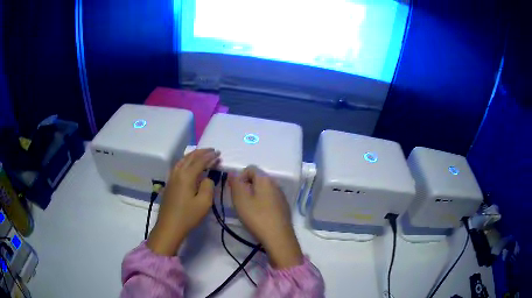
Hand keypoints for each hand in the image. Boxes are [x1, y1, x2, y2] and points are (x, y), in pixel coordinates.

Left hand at [147, 148, 219, 255]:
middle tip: (212, 150)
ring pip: (182, 160)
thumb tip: (207, 178)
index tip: (219, 153)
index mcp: (186, 176)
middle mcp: (177, 173)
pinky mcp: (169, 184)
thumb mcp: (204, 203)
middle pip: (189, 157)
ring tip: (201, 154)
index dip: (210, 156)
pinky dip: (186, 161)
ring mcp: (171, 178)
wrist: (169, 226)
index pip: (200, 161)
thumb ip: (208, 186)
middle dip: (201, 152)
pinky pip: (178, 166)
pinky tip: (188, 164)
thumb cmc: (188, 216)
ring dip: (193, 155)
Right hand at [228, 166, 302, 268]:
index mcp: (265, 179)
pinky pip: (270, 199)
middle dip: (246, 187)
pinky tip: (260, 216)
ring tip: (249, 210)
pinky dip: (263, 204)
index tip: (234, 191)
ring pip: (264, 190)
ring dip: (254, 196)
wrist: (278, 237)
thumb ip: (235, 184)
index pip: (250, 169)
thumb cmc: (257, 217)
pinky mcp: (284, 207)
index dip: (239, 177)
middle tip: (240, 202)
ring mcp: (281, 196)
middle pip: (257, 179)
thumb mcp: (240, 199)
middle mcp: (275, 184)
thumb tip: (233, 174)